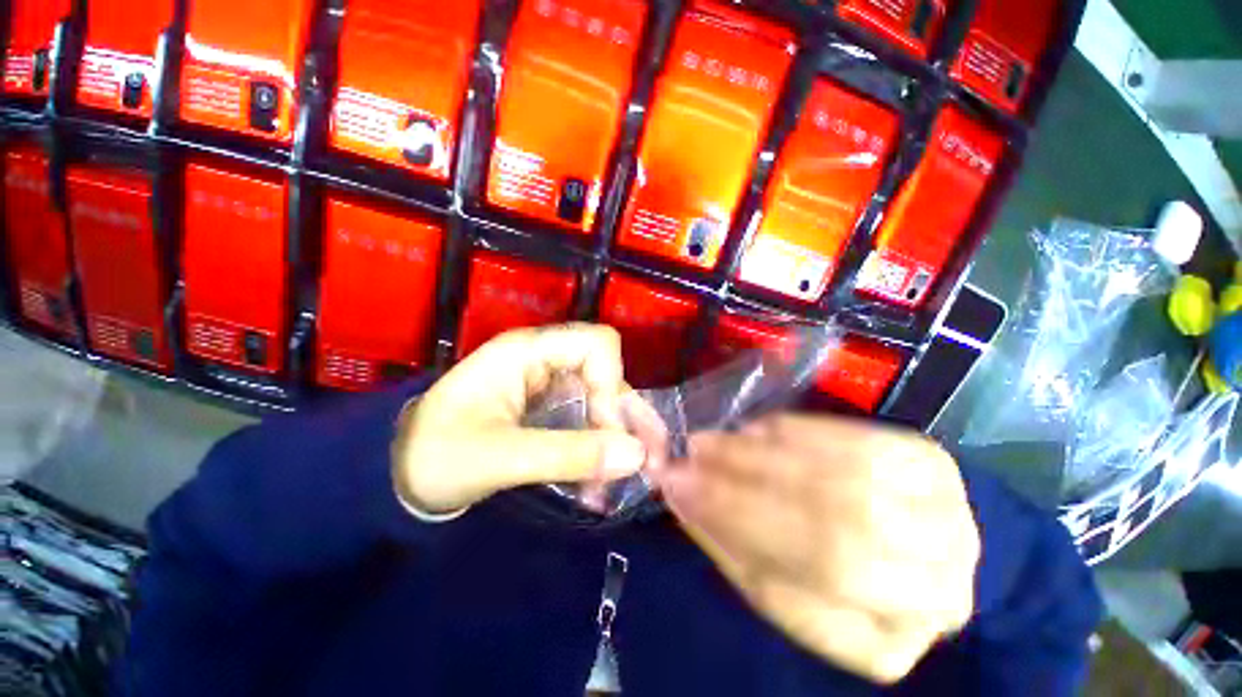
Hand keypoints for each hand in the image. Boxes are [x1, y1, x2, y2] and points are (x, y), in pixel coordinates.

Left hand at [392, 324, 647, 514]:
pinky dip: (597, 444)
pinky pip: (584, 416)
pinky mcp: (543, 406)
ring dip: (615, 433)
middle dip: (624, 414)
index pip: (596, 343)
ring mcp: (543, 383)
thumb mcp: (501, 457)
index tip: (607, 429)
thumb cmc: (435, 457)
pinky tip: (599, 478)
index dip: (612, 381)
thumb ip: (569, 455)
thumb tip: (636, 455)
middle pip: (604, 370)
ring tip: (629, 475)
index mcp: (526, 352)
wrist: (396, 474)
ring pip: (599, 396)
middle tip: (643, 460)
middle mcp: (541, 359)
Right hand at [652, 414, 979, 683]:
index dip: (739, 523)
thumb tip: (679, 491)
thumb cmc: (821, 580)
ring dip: (767, 453)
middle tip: (692, 454)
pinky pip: (854, 438)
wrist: (902, 553)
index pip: (813, 576)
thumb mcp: (768, 582)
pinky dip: (798, 431)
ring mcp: (946, 514)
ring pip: (845, 476)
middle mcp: (938, 583)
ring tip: (714, 440)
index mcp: (889, 641)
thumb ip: (727, 539)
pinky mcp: (928, 461)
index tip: (678, 486)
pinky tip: (755, 429)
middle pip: (836, 524)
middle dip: (747, 481)